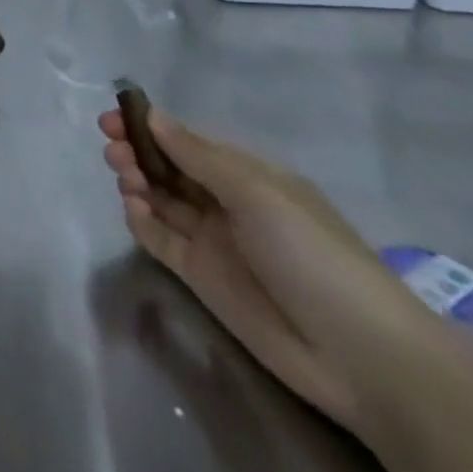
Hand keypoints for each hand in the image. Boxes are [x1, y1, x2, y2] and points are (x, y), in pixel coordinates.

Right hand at [99, 106, 443, 434]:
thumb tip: (152, 115)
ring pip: (159, 198)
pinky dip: (140, 220)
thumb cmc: (313, 254)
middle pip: (168, 167)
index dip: (150, 127)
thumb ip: (197, 155)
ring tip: (125, 178)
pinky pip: (159, 238)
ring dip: (135, 180)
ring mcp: (212, 240)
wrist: (360, 356)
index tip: (114, 118)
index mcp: (248, 176)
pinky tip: (134, 210)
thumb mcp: (257, 192)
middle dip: (136, 151)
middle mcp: (226, 202)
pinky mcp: (199, 275)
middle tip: (113, 149)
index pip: (188, 141)